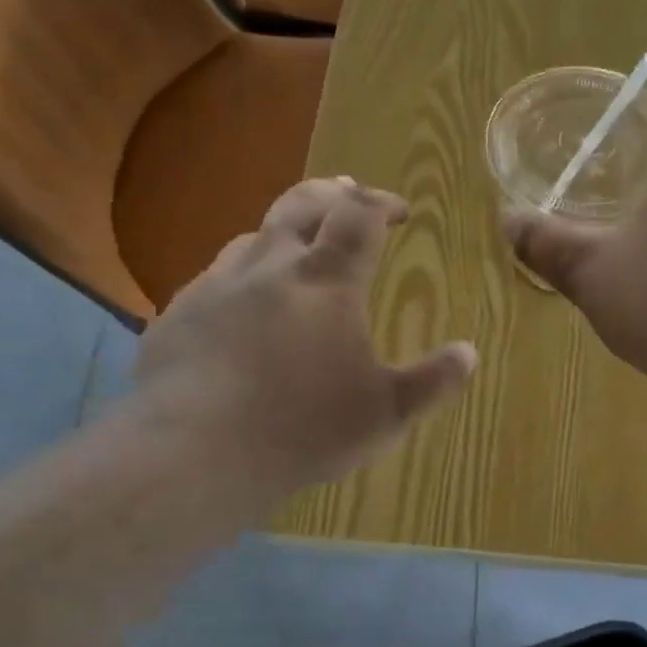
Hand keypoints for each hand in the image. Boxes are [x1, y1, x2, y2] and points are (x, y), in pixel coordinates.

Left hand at [136, 177, 477, 489]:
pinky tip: (240, 310)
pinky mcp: (177, 315)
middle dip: (331, 193)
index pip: (359, 215)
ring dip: (283, 233)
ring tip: (296, 249)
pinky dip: (241, 278)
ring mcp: (216, 286)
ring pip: (253, 237)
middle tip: (347, 193)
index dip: (382, 202)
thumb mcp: (386, 413)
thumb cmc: (303, 428)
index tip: (399, 210)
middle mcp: (270, 266)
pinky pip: (215, 279)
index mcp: (326, 280)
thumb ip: (433, 381)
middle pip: (301, 203)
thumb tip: (469, 353)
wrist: (193, 453)